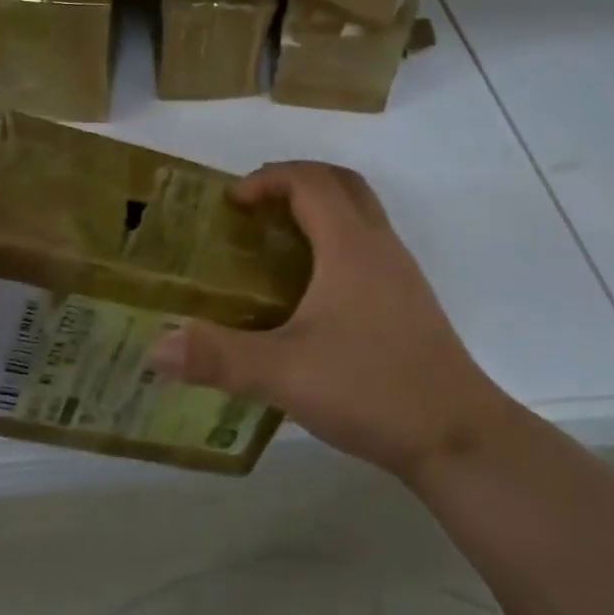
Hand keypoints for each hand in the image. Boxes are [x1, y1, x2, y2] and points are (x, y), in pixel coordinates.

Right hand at [148, 161, 510, 482]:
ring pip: (360, 214)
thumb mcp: (285, 374)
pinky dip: (335, 242)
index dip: (268, 178)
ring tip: (275, 245)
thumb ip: (219, 358)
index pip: (310, 181)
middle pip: (341, 184)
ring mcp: (401, 274)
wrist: (458, 436)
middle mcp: (380, 246)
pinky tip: (311, 292)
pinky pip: (367, 246)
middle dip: (294, 182)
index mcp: (352, 246)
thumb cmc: (373, 389)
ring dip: (318, 211)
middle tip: (255, 209)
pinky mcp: (409, 301)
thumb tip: (155, 348)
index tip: (232, 203)